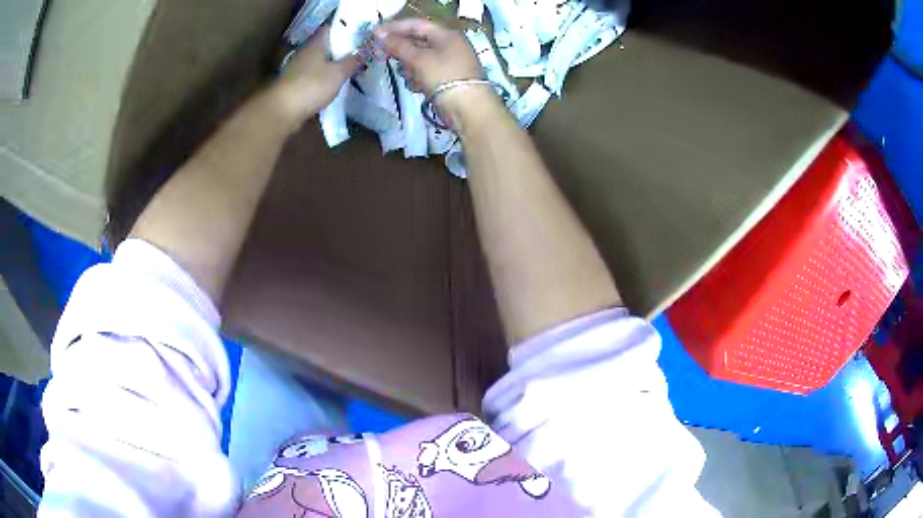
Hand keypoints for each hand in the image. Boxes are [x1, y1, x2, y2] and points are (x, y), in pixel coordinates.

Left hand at [273, 27, 359, 124]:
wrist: (283, 111)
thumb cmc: (312, 85)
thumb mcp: (338, 73)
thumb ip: (351, 61)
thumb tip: (361, 53)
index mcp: (316, 44)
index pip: (330, 29)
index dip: (344, 29)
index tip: (359, 33)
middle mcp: (305, 53)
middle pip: (325, 46)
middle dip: (340, 48)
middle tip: (358, 53)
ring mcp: (297, 69)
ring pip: (319, 62)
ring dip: (331, 64)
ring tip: (348, 69)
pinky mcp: (294, 85)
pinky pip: (313, 76)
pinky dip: (323, 79)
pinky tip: (333, 85)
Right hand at [374, 19, 494, 120]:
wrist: (469, 109)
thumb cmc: (444, 76)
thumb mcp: (419, 59)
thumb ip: (398, 45)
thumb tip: (379, 33)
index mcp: (446, 35)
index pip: (416, 24)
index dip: (394, 27)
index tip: (374, 34)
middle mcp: (449, 45)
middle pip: (418, 41)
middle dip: (401, 49)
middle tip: (383, 55)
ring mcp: (449, 62)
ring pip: (420, 58)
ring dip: (409, 66)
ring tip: (405, 74)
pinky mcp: (447, 79)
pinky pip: (427, 73)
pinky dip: (418, 77)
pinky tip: (415, 86)